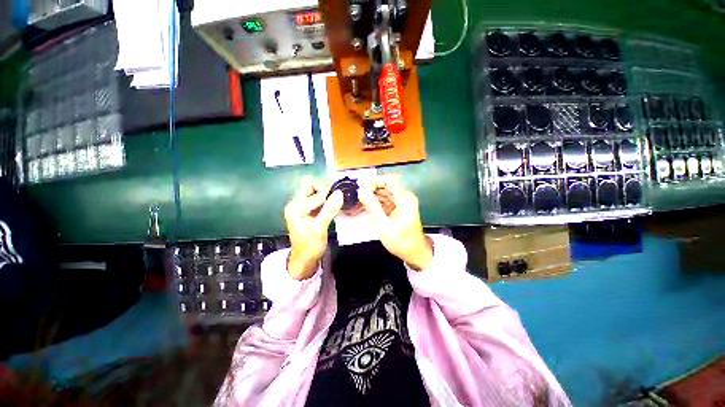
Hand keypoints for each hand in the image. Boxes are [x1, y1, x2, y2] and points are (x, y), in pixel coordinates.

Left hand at [284, 178, 342, 279]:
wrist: (304, 260)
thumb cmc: (310, 246)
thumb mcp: (320, 228)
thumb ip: (329, 209)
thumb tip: (340, 193)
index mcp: (295, 206)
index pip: (313, 189)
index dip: (327, 192)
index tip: (341, 197)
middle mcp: (296, 203)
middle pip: (312, 186)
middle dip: (326, 189)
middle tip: (338, 198)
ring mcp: (302, 207)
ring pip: (316, 192)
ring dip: (327, 195)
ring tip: (338, 202)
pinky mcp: (308, 211)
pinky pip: (318, 200)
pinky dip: (327, 201)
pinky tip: (335, 206)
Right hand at [358, 174, 432, 270]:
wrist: (415, 253)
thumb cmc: (401, 241)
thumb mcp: (384, 225)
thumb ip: (372, 207)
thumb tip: (361, 192)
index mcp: (405, 199)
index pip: (389, 180)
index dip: (374, 181)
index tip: (361, 186)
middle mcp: (405, 197)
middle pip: (387, 185)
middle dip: (372, 188)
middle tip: (358, 195)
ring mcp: (403, 202)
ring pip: (386, 192)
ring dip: (373, 195)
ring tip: (361, 201)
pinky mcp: (400, 207)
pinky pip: (387, 199)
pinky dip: (378, 201)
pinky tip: (368, 206)